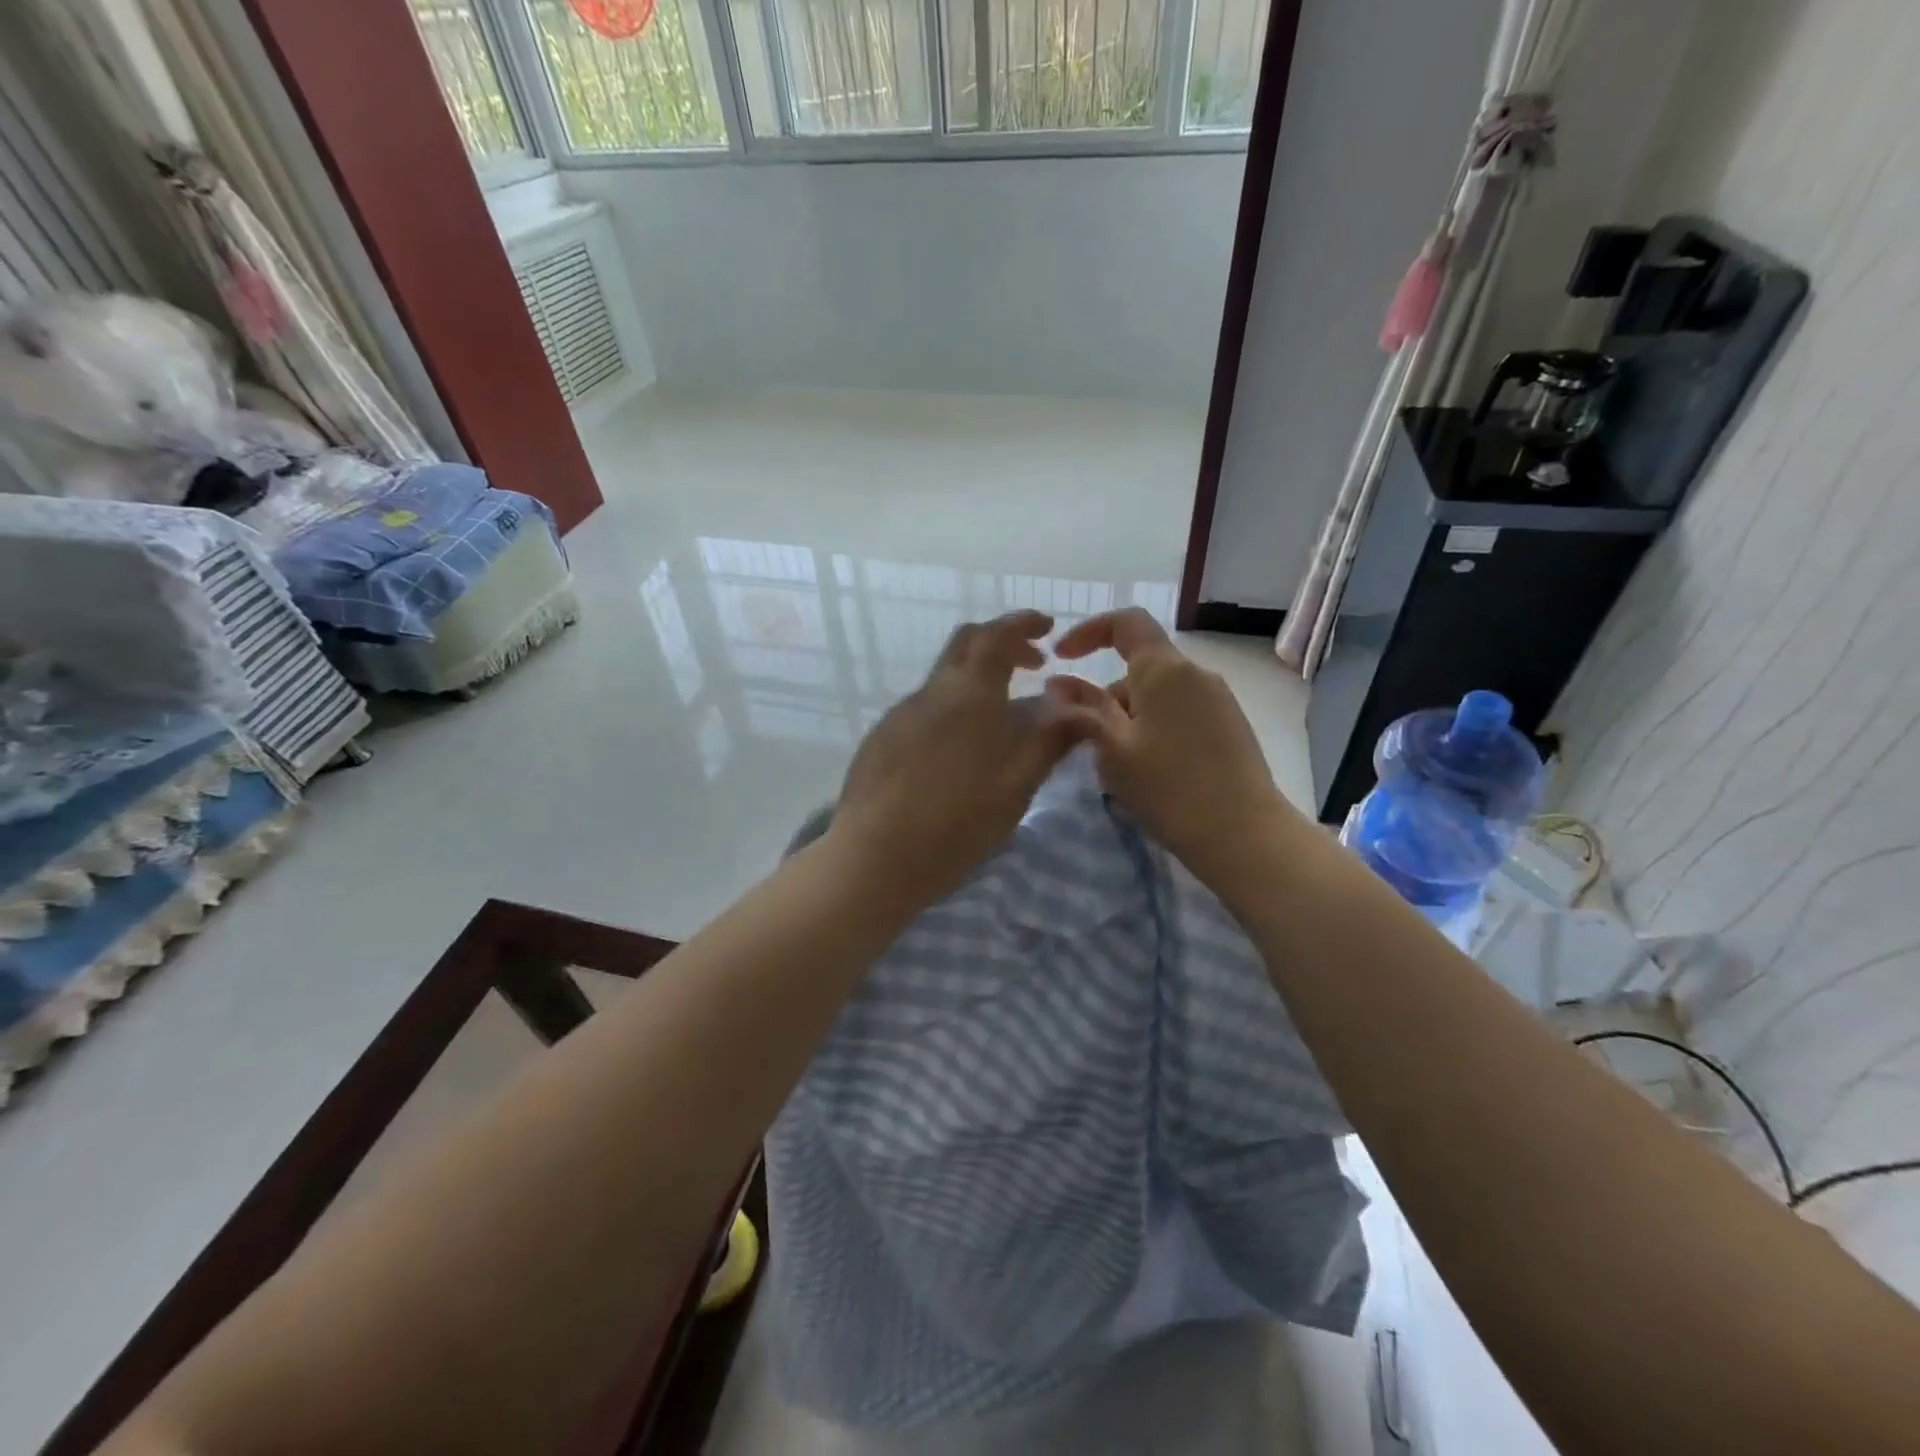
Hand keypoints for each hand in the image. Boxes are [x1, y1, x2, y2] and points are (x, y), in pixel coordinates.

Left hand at [831, 611, 1087, 904]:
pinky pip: (926, 707)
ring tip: (1004, 717)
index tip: (1047, 627)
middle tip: (1033, 664)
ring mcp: (901, 714)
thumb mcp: (1017, 784)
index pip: (996, 635)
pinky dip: (954, 707)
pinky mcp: (882, 738)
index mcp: (969, 694)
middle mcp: (932, 692)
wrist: (875, 857)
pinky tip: (961, 750)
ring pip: (945, 679)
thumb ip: (1050, 739)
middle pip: (966, 645)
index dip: (1023, 623)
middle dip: (1002, 643)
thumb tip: (1078, 707)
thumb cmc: (957, 821)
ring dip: (978, 680)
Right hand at [1047, 608, 1294, 886]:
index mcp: (1165, 670)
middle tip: (1089, 744)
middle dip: (1106, 697)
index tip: (1061, 656)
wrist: (1244, 834)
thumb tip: (1059, 685)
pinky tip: (1149, 772)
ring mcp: (1218, 699)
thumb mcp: (1114, 750)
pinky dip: (1154, 728)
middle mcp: (1196, 673)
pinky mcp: (1230, 726)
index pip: (1126, 623)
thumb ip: (1084, 712)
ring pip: (1159, 694)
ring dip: (1129, 718)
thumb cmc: (1169, 788)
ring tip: (1117, 768)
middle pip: (1140, 667)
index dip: (1089, 631)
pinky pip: (1180, 712)